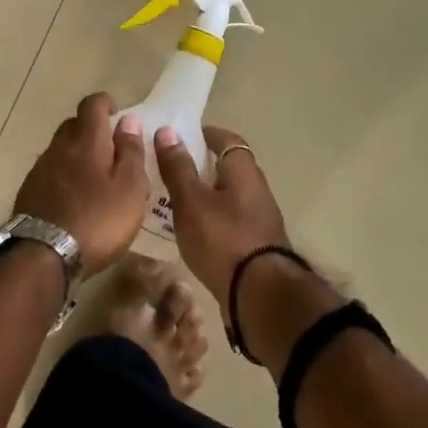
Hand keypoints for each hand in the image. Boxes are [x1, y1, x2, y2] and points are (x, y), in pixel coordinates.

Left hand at [13, 94, 149, 276]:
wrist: (43, 255)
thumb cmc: (97, 220)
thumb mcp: (130, 189)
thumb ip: (131, 152)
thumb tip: (128, 121)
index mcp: (87, 141)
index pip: (92, 105)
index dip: (105, 102)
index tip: (117, 112)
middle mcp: (59, 147)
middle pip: (73, 125)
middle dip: (91, 128)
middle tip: (111, 148)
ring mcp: (40, 169)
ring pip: (60, 149)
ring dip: (77, 153)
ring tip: (95, 176)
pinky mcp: (29, 191)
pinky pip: (50, 172)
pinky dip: (64, 175)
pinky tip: (74, 196)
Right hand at [154, 124, 291, 313]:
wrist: (260, 295)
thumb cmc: (223, 239)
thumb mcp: (191, 201)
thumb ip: (178, 167)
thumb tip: (168, 131)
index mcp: (244, 172)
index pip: (227, 140)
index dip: (206, 134)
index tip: (181, 135)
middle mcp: (257, 190)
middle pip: (228, 168)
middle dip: (201, 165)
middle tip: (170, 168)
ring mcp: (260, 220)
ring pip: (228, 197)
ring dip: (205, 195)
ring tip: (173, 201)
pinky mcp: (256, 246)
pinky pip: (229, 221)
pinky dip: (210, 219)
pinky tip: (191, 231)